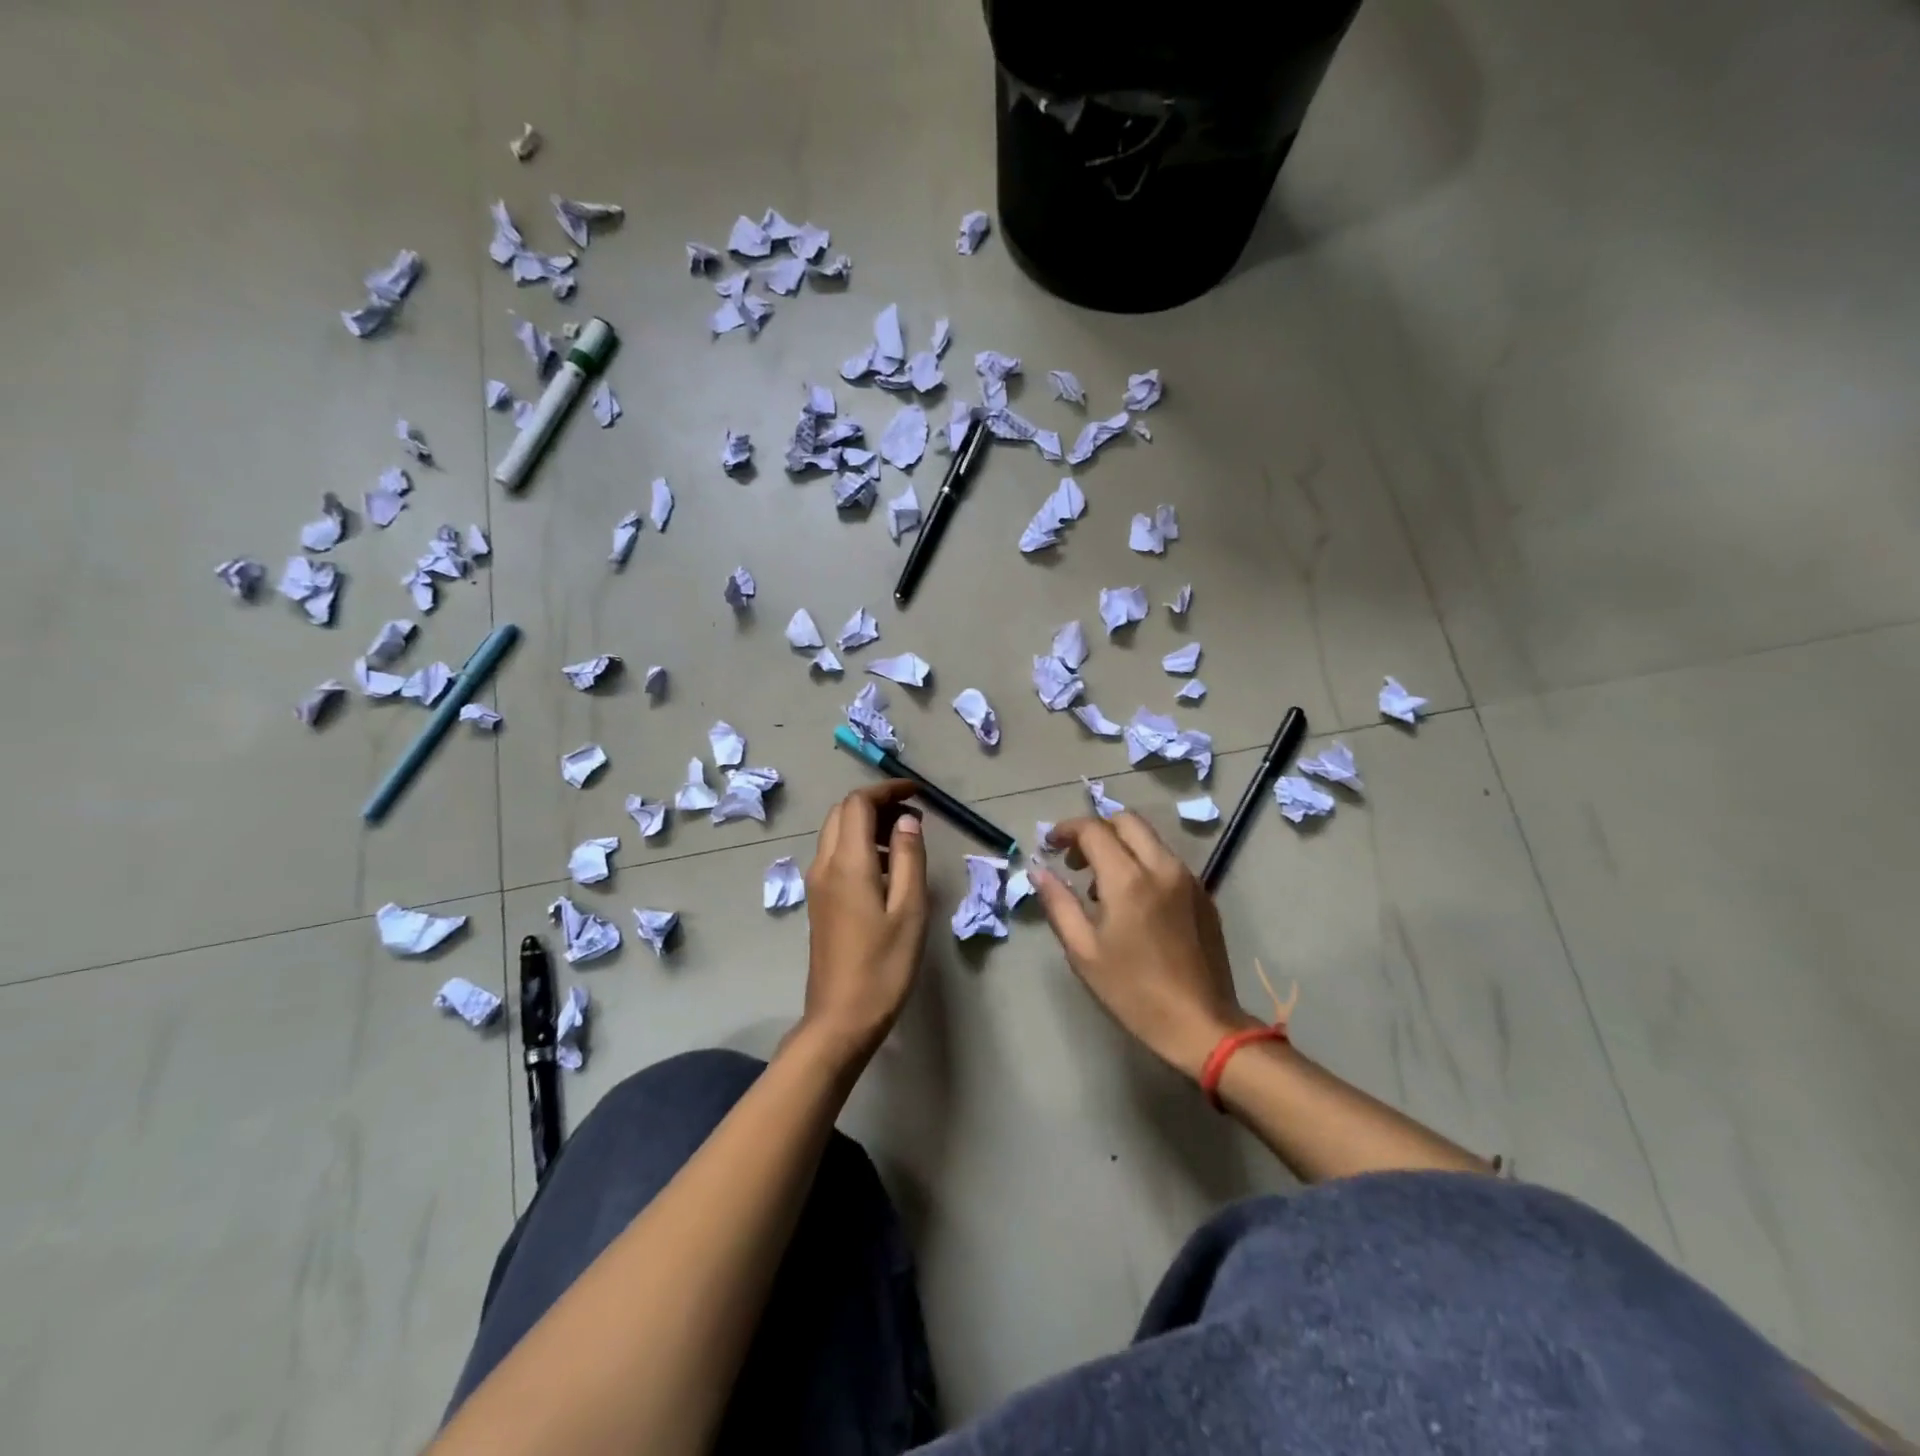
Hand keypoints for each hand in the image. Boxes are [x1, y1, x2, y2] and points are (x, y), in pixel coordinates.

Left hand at [801, 781, 929, 1064]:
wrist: (841, 1018)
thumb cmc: (883, 966)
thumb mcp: (909, 910)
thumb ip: (908, 858)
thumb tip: (907, 820)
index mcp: (847, 863)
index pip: (858, 803)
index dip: (887, 790)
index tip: (918, 793)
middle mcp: (824, 865)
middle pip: (843, 813)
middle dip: (876, 803)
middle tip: (913, 816)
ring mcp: (817, 884)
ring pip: (837, 833)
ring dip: (867, 824)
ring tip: (905, 840)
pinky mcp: (819, 901)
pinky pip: (835, 855)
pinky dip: (860, 845)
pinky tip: (886, 869)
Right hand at [1032, 814, 1256, 1080]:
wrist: (1201, 1023)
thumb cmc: (1133, 991)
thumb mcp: (1084, 951)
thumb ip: (1058, 903)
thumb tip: (1038, 870)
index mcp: (1128, 879)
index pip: (1093, 830)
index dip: (1066, 830)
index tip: (1050, 845)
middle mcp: (1162, 867)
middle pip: (1126, 821)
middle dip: (1096, 830)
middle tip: (1075, 860)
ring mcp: (1188, 878)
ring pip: (1149, 839)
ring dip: (1120, 846)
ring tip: (1100, 885)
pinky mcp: (1203, 894)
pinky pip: (1167, 861)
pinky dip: (1142, 862)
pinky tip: (1132, 901)